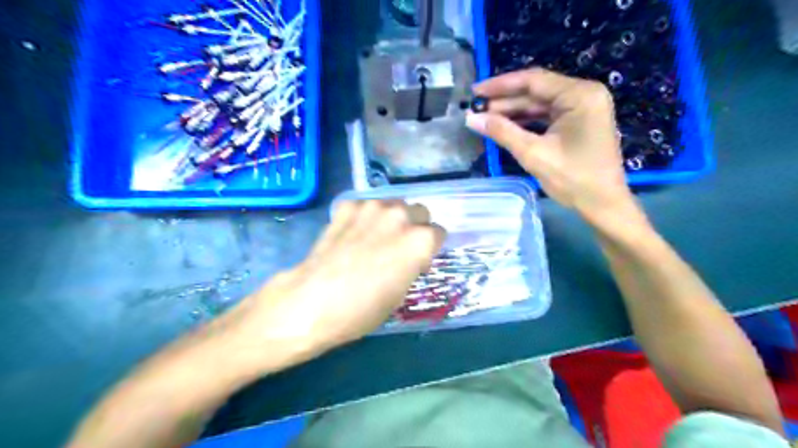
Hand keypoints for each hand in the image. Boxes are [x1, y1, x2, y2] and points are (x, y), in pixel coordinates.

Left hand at [216, 202, 446, 372]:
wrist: (313, 301)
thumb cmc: (363, 308)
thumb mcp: (401, 292)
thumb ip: (413, 264)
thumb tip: (411, 256)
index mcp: (420, 240)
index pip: (438, 232)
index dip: (430, 247)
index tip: (418, 258)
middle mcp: (401, 216)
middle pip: (420, 211)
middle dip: (415, 226)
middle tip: (399, 245)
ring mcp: (372, 207)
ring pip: (394, 204)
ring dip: (391, 218)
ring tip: (374, 237)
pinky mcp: (348, 206)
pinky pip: (366, 205)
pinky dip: (364, 216)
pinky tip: (352, 234)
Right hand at [469, 69, 639, 226]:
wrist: (603, 205)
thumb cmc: (573, 179)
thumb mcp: (533, 154)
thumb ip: (502, 132)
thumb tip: (471, 118)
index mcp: (579, 95)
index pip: (533, 80)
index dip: (500, 85)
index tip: (475, 92)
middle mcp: (584, 94)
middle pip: (537, 91)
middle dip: (505, 101)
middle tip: (476, 109)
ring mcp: (583, 108)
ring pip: (540, 104)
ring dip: (513, 111)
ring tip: (485, 118)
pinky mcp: (579, 122)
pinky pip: (548, 115)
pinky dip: (526, 121)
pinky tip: (506, 125)